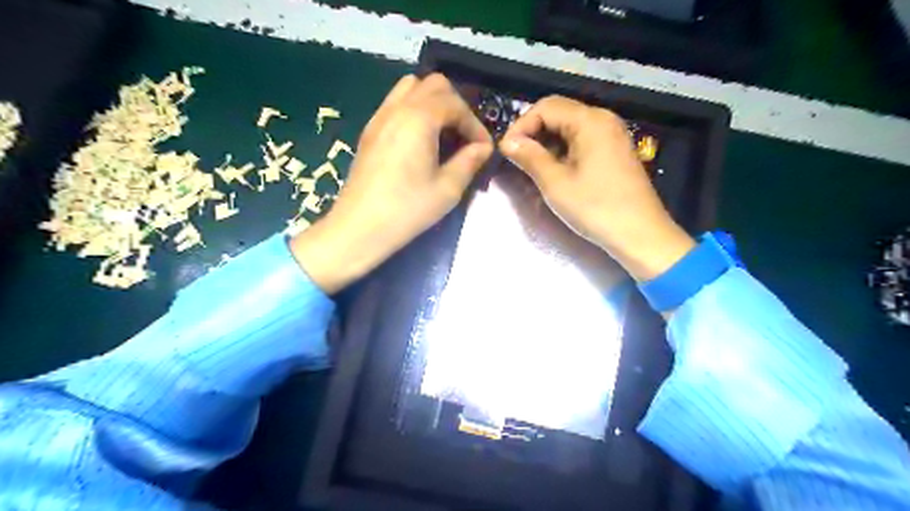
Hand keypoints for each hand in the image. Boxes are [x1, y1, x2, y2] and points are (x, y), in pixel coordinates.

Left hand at [292, 73, 493, 293]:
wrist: (359, 228)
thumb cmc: (407, 210)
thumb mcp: (447, 189)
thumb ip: (469, 161)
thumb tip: (483, 148)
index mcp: (418, 119)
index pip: (455, 104)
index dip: (475, 125)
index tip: (483, 149)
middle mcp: (397, 108)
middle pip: (433, 84)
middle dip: (455, 105)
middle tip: (464, 136)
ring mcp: (379, 117)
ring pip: (411, 88)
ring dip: (433, 103)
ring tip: (443, 133)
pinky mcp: (369, 131)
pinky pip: (395, 104)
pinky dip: (414, 110)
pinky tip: (420, 141)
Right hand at [501, 93, 693, 279]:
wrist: (640, 235)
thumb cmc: (596, 208)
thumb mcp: (556, 183)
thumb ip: (530, 157)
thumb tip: (507, 142)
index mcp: (590, 121)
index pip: (546, 107)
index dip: (521, 126)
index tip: (506, 151)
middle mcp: (603, 120)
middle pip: (558, 113)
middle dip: (533, 133)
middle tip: (516, 159)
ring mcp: (612, 135)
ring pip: (569, 128)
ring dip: (547, 143)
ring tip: (531, 168)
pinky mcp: (614, 151)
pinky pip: (582, 141)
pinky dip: (563, 151)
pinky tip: (554, 171)